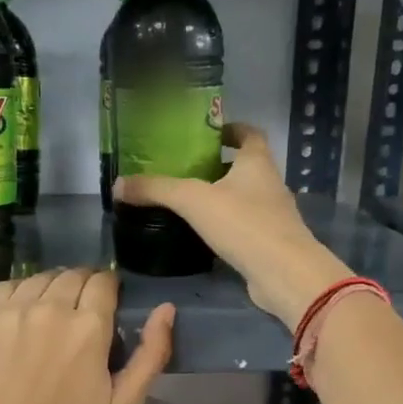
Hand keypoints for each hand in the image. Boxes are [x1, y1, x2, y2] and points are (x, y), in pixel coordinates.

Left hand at [0, 268, 175, 403]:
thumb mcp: (124, 403)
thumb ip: (152, 353)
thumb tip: (166, 309)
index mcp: (89, 327)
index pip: (104, 281)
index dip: (109, 289)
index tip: (106, 305)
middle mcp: (51, 308)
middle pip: (73, 274)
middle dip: (83, 287)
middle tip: (80, 313)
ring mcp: (13, 311)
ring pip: (41, 277)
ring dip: (52, 288)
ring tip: (50, 314)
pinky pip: (7, 286)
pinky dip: (19, 293)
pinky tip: (22, 315)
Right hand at [114, 123, 350, 325]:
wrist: (284, 274)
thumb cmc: (244, 224)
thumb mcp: (193, 201)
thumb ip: (157, 190)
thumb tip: (118, 185)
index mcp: (257, 162)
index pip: (249, 134)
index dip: (231, 129)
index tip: (206, 133)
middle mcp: (269, 184)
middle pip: (244, 166)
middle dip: (217, 166)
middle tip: (183, 169)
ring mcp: (272, 215)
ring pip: (244, 198)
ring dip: (220, 197)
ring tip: (187, 202)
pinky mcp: (268, 243)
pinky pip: (243, 226)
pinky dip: (225, 226)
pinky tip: (202, 235)